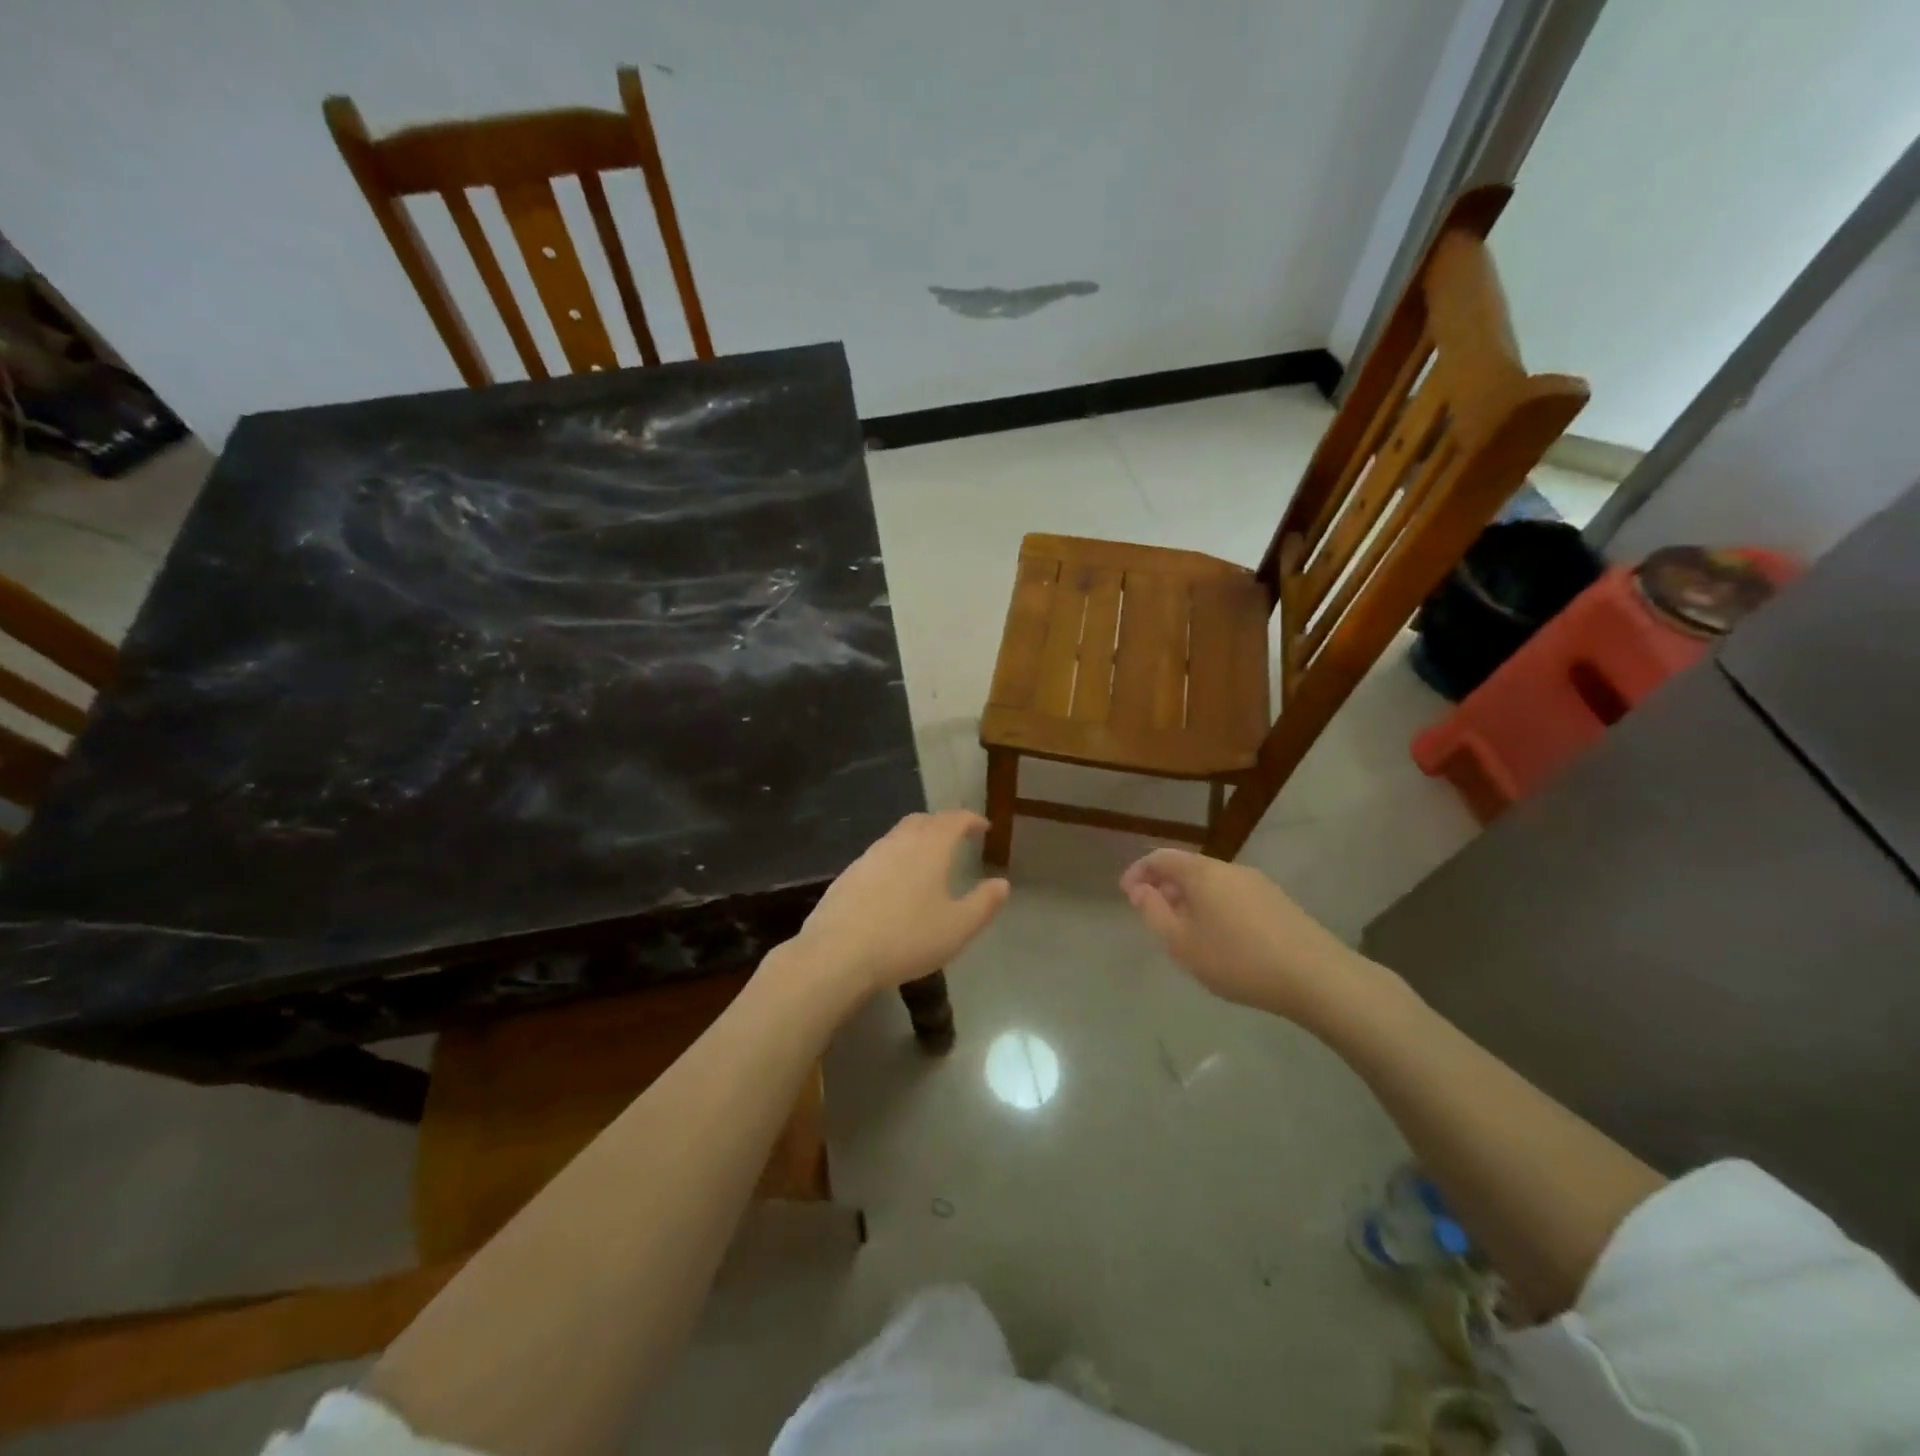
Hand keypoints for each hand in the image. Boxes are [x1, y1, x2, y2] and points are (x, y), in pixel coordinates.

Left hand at [790, 811, 1009, 995]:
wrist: (838, 953)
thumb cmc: (907, 938)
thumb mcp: (958, 927)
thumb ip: (984, 903)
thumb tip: (1001, 883)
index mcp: (930, 847)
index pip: (954, 820)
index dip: (971, 820)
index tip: (983, 826)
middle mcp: (899, 842)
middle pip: (923, 821)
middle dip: (942, 825)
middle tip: (956, 838)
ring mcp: (869, 856)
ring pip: (898, 836)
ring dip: (916, 840)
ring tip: (927, 861)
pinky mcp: (848, 875)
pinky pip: (879, 856)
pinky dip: (895, 859)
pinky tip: (895, 884)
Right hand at [1120, 848, 1386, 1027]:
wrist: (1316, 977)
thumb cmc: (1237, 959)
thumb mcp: (1182, 942)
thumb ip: (1154, 912)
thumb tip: (1140, 889)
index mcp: (1202, 872)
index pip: (1160, 857)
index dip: (1138, 871)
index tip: (1126, 893)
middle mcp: (1229, 869)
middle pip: (1188, 868)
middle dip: (1165, 887)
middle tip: (1153, 914)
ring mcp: (1258, 884)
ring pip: (1212, 883)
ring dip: (1190, 899)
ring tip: (1184, 931)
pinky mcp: (1278, 902)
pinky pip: (1233, 896)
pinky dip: (1215, 908)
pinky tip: (1220, 939)